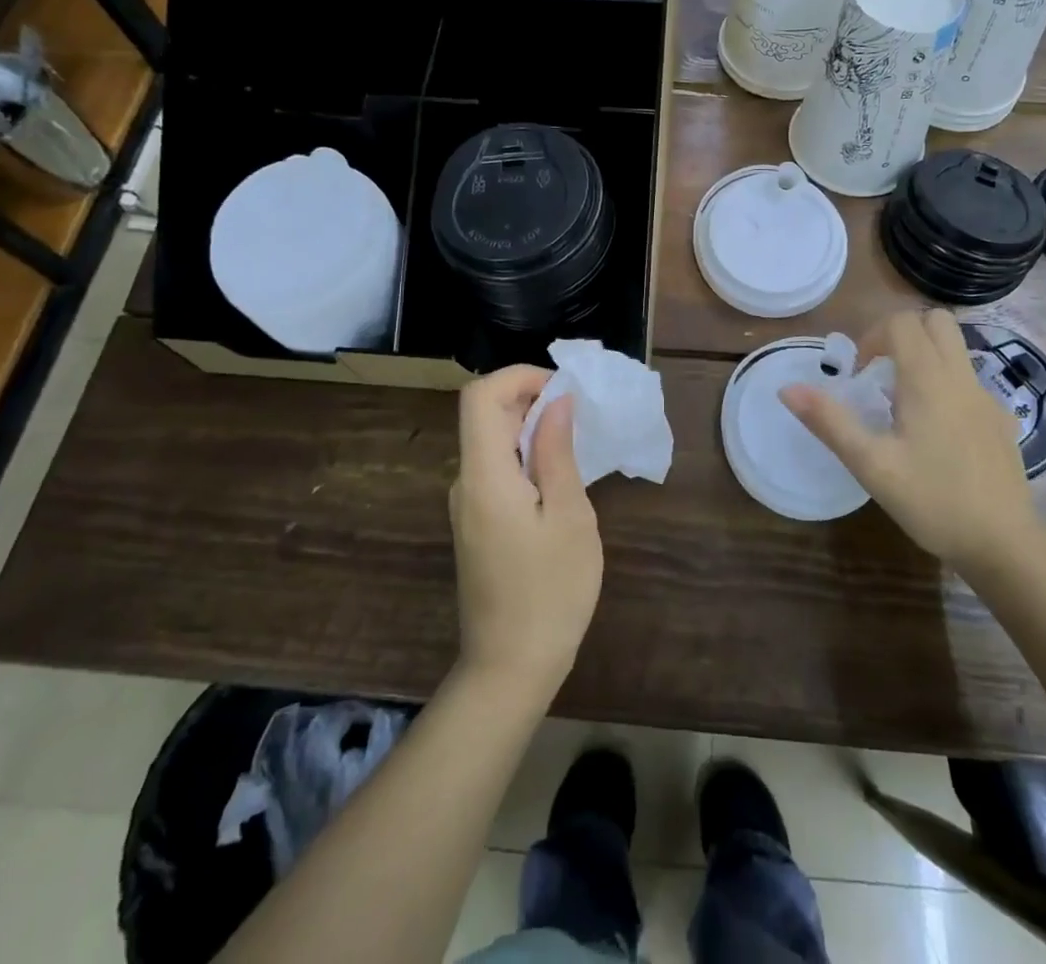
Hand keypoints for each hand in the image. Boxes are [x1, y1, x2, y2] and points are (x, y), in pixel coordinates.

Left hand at [450, 366, 602, 700]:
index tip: (563, 388)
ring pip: (491, 442)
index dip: (518, 376)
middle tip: (580, 413)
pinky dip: (525, 456)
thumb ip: (557, 452)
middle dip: (530, 398)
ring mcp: (467, 505)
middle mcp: (465, 482)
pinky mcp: (477, 524)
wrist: (510, 668)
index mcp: (484, 475)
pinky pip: (496, 469)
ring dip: (530, 427)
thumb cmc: (550, 591)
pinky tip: (559, 477)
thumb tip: (557, 401)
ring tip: (577, 442)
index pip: (480, 396)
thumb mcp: (569, 517)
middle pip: (484, 415)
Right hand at [781, 309, 1043, 568]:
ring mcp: (987, 398)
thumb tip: (787, 388)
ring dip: (926, 356)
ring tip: (903, 402)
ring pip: (957, 348)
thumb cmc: (932, 501)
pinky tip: (937, 432)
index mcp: (928, 380)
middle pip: (936, 321)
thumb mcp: (871, 464)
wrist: (1004, 544)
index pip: (902, 322)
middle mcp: (961, 377)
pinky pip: (970, 381)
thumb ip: (829, 422)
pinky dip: (947, 385)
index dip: (873, 337)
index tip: (860, 376)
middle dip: (903, 334)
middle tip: (881, 374)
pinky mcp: (1001, 420)